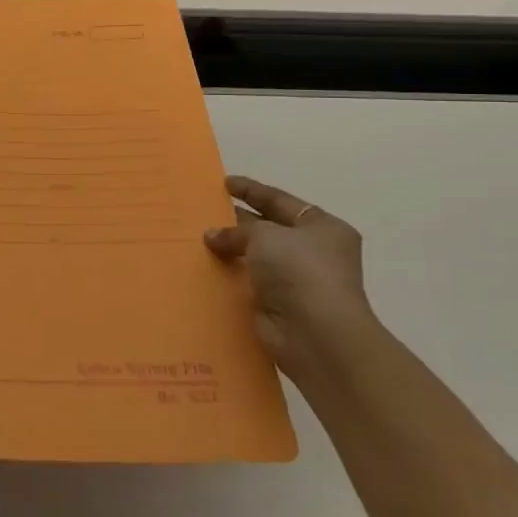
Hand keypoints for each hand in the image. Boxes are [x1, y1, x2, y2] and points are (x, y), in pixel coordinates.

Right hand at [204, 174, 382, 379]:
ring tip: (196, 237)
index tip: (224, 182)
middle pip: (268, 228)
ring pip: (255, 257)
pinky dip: (229, 275)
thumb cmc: (299, 271)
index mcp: (321, 227)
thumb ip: (236, 231)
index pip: (280, 200)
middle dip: (237, 220)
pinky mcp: (278, 305)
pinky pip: (248, 282)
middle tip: (204, 210)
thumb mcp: (265, 236)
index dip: (251, 190)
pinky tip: (203, 267)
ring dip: (230, 249)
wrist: (315, 333)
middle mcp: (312, 251)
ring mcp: (296, 281)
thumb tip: (211, 236)